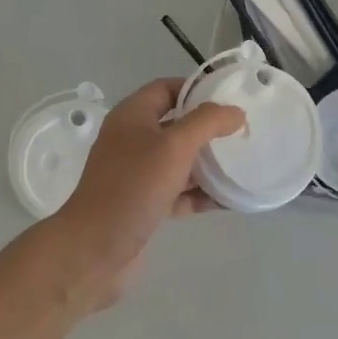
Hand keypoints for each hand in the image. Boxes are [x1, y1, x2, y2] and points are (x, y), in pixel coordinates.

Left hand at [53, 79, 244, 304]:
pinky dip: (201, 194)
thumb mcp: (174, 146)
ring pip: (179, 161)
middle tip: (243, 133)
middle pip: (176, 125)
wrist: (94, 250)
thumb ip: (207, 123)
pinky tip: (230, 199)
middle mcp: (132, 140)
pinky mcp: (144, 205)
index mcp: (132, 116)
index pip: (166, 88)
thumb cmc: (133, 187)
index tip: (230, 99)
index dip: (197, 89)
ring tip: (243, 165)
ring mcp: (137, 175)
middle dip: (209, 129)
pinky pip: (178, 192)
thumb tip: (235, 112)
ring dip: (208, 164)